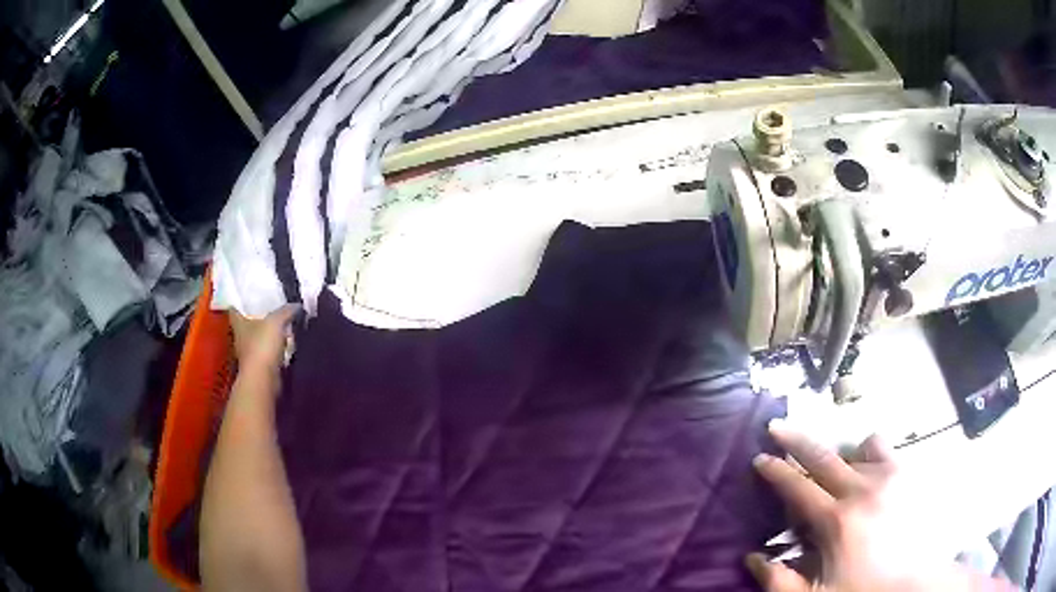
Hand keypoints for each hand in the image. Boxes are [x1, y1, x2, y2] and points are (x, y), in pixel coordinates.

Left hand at [229, 305, 299, 376]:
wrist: (263, 380)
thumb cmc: (262, 345)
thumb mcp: (276, 322)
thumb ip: (286, 311)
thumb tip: (297, 305)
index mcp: (239, 324)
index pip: (235, 310)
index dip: (239, 304)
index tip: (245, 299)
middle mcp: (240, 339)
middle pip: (246, 325)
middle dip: (255, 320)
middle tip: (270, 311)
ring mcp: (249, 355)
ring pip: (257, 341)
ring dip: (266, 337)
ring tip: (281, 329)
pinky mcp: (260, 369)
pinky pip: (267, 355)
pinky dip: (274, 352)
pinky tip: (286, 348)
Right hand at [747, 424, 1012, 591]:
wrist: (917, 583)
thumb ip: (778, 580)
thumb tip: (751, 556)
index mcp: (836, 521)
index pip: (797, 487)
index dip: (775, 471)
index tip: (760, 458)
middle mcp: (862, 489)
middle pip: (823, 455)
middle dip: (795, 439)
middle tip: (776, 427)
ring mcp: (889, 477)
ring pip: (857, 447)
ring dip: (840, 453)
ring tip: (834, 467)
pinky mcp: (908, 475)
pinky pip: (884, 450)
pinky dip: (869, 453)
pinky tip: (867, 469)